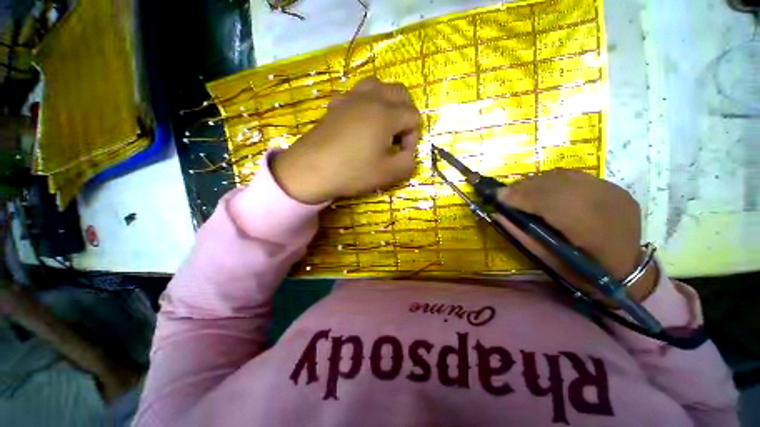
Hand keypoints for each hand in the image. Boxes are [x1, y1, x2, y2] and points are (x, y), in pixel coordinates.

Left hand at [272, 77, 421, 203]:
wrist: (310, 171)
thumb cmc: (352, 172)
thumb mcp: (388, 174)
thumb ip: (408, 163)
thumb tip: (408, 154)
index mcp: (386, 113)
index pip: (414, 117)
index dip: (412, 138)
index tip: (401, 155)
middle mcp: (370, 98)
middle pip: (400, 93)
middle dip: (405, 115)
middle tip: (396, 138)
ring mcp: (350, 98)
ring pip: (378, 86)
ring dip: (387, 103)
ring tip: (382, 126)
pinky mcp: (336, 105)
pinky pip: (357, 94)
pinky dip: (366, 103)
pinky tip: (360, 122)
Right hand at [494, 169, 657, 302]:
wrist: (629, 268)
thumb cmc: (585, 272)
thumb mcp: (549, 260)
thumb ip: (522, 235)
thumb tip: (498, 214)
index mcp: (592, 229)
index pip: (548, 202)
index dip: (519, 197)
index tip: (496, 196)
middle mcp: (605, 203)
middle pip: (554, 184)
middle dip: (523, 187)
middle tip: (504, 194)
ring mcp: (612, 191)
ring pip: (563, 176)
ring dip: (535, 182)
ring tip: (519, 192)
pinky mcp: (612, 186)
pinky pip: (574, 176)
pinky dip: (551, 180)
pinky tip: (541, 190)